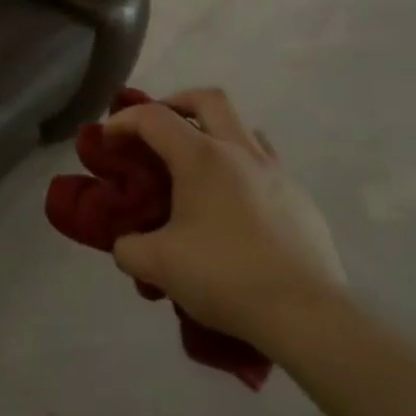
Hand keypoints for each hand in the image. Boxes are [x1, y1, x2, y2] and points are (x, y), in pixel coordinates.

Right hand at [107, 88, 346, 345]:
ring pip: (243, 129)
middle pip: (207, 99)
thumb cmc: (226, 276)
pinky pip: (266, 166)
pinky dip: (241, 171)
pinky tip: (233, 209)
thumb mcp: (158, 265)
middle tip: (157, 130)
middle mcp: (241, 152)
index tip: (107, 140)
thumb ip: (128, 247)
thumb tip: (125, 244)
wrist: (308, 316)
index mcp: (202, 157)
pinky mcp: (301, 200)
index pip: (153, 117)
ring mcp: (277, 173)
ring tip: (197, 168)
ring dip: (215, 134)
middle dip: (175, 103)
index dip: (123, 121)